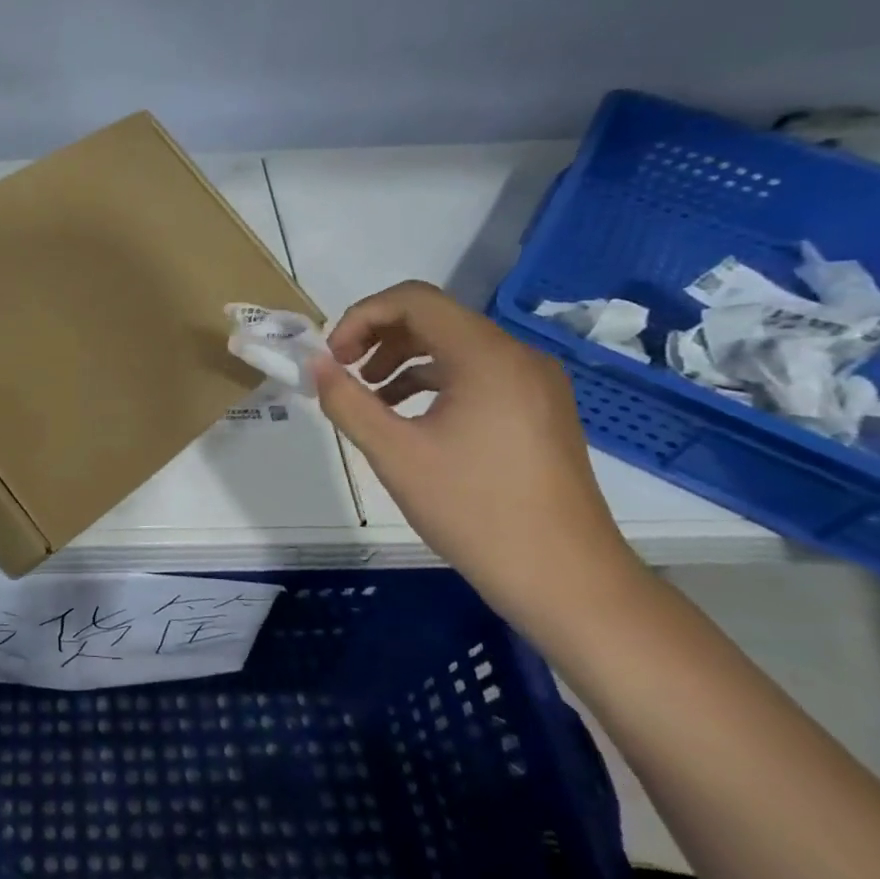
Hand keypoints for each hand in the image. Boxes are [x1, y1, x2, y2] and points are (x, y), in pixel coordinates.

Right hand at [308, 281, 636, 629]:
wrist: (564, 578)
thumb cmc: (474, 510)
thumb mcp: (395, 454)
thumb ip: (347, 401)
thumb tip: (315, 365)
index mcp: (486, 356)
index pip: (412, 300)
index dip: (360, 317)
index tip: (332, 358)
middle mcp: (516, 356)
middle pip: (435, 318)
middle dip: (378, 337)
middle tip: (342, 374)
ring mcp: (534, 383)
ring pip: (455, 346)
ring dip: (402, 359)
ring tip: (368, 396)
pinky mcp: (539, 409)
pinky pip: (476, 374)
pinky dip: (433, 381)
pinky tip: (408, 417)